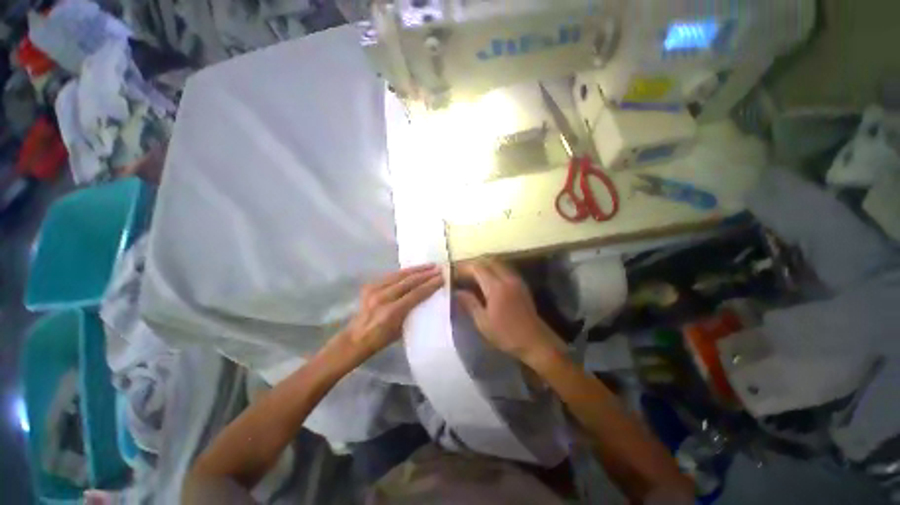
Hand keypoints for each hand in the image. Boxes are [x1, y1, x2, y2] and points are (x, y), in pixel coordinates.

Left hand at [336, 265, 442, 361]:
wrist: (356, 337)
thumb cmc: (382, 339)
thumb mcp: (402, 329)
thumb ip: (413, 311)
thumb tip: (427, 297)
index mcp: (392, 312)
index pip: (416, 294)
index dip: (431, 284)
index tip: (442, 278)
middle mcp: (383, 297)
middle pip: (409, 281)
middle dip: (426, 273)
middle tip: (438, 268)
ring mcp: (374, 289)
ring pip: (400, 275)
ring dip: (416, 269)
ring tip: (429, 265)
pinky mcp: (370, 285)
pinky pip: (391, 275)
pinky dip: (404, 272)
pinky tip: (413, 269)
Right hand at [455, 259, 561, 366]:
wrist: (535, 341)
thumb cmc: (506, 334)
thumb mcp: (483, 322)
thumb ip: (469, 303)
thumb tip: (457, 292)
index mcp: (496, 287)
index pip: (477, 268)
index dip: (464, 268)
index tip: (453, 272)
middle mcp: (507, 278)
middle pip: (488, 261)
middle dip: (473, 264)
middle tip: (461, 272)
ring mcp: (516, 280)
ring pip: (497, 263)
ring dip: (483, 265)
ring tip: (471, 275)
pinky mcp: (520, 284)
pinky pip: (504, 269)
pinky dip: (493, 269)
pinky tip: (486, 280)